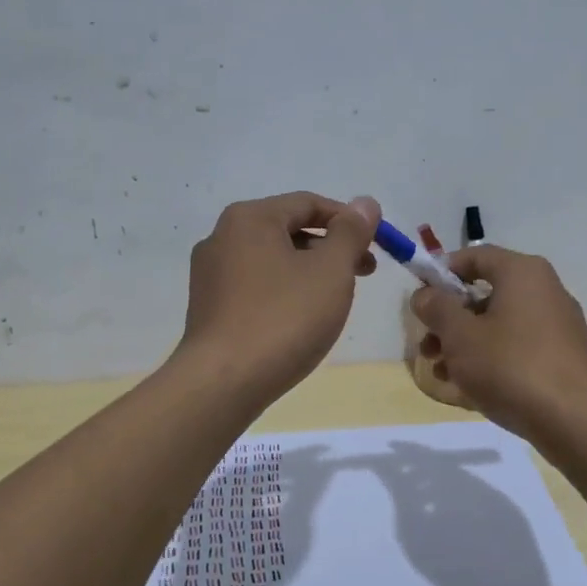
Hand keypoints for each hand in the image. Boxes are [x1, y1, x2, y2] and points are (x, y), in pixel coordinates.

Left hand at [178, 191, 379, 402]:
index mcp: (250, 218)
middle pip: (289, 229)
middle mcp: (222, 237)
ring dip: (310, 271)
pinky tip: (301, 319)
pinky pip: (255, 286)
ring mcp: (210, 274)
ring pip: (272, 260)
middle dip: (331, 247)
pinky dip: (284, 291)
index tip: (377, 245)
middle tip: (364, 273)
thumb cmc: (284, 318)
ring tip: (336, 299)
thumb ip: (351, 233)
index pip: (309, 203)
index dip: (349, 220)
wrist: (223, 382)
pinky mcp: (208, 307)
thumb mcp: (330, 271)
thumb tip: (365, 203)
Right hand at [410, 245, 586, 442]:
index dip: (442, 273)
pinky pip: (520, 348)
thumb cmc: (511, 367)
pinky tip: (474, 389)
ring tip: (444, 375)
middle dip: (451, 320)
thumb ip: (437, 309)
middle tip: (428, 347)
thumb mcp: (460, 336)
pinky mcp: (566, 357)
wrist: (576, 421)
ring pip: (501, 325)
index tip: (421, 301)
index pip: (475, 256)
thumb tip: (425, 294)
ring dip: (467, 345)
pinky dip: (494, 360)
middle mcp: (546, 290)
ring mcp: (560, 325)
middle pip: (486, 294)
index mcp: (523, 273)